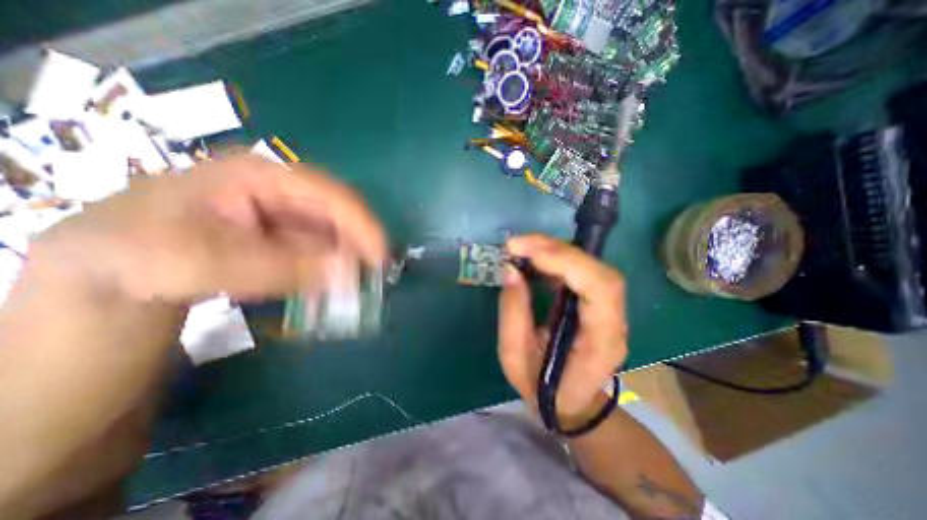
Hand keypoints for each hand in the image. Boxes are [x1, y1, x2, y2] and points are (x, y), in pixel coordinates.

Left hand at [30, 154, 388, 306]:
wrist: (105, 274)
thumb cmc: (141, 255)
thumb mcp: (204, 262)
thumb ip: (282, 267)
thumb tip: (347, 274)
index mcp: (262, 177)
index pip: (330, 195)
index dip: (363, 225)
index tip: (381, 258)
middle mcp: (280, 192)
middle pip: (336, 214)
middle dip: (359, 244)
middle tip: (374, 277)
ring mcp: (282, 216)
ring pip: (331, 235)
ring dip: (347, 260)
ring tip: (358, 286)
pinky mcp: (282, 239)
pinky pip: (318, 252)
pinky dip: (330, 270)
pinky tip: (334, 287)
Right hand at [500, 235, 630, 422]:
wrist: (570, 402)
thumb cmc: (543, 388)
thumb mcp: (515, 359)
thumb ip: (512, 314)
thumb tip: (511, 270)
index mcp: (600, 342)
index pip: (600, 289)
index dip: (567, 263)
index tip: (528, 253)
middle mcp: (612, 320)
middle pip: (597, 270)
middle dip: (555, 250)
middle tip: (515, 244)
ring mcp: (607, 308)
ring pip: (589, 265)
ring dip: (553, 250)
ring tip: (519, 247)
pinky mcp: (593, 300)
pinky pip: (578, 270)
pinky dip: (553, 258)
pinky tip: (531, 257)